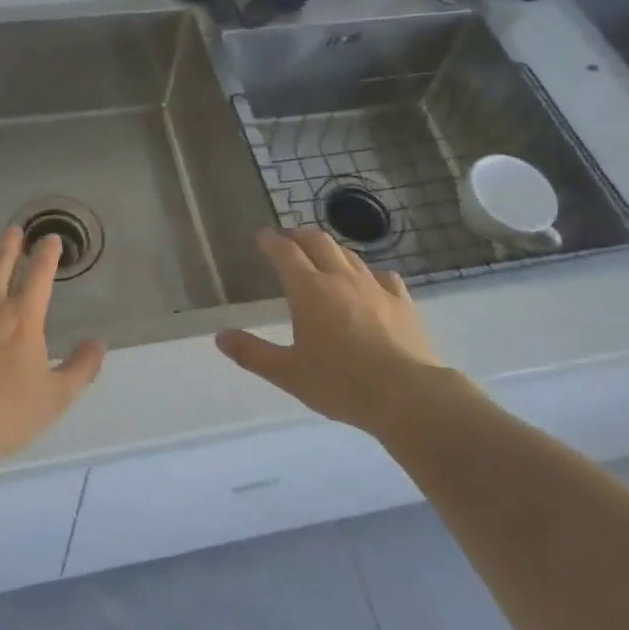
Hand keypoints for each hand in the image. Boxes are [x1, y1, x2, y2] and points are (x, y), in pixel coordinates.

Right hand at [215, 227, 468, 431]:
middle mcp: (340, 278)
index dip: (271, 241)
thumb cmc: (341, 383)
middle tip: (288, 239)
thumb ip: (252, 353)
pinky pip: (381, 275)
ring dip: (330, 250)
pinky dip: (366, 273)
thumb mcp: (288, 373)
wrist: (407, 394)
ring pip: (349, 255)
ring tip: (322, 257)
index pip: (285, 252)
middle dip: (299, 235)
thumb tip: (221, 336)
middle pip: (318, 241)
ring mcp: (375, 287)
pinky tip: (367, 283)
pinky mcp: (402, 301)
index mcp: (309, 290)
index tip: (262, 236)